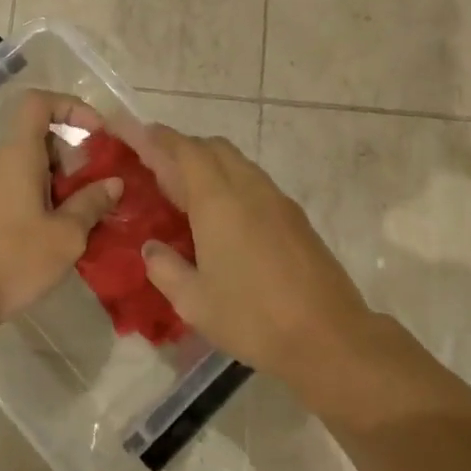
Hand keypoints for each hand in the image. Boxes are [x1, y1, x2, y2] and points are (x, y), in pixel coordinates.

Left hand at [0, 90, 120, 327]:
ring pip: (26, 168)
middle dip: (72, 158)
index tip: (97, 133)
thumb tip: (112, 183)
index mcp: (17, 156)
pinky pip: (12, 190)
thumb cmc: (13, 260)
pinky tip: (49, 237)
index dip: (71, 107)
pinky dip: (37, 200)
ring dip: (57, 184)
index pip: (38, 103)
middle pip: (37, 138)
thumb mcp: (66, 236)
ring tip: (78, 220)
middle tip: (94, 192)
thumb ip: (92, 203)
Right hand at [135, 126, 380, 399]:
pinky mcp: (296, 218)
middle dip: (186, 149)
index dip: (162, 139)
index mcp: (218, 202)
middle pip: (215, 148)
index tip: (143, 135)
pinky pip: (257, 184)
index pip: (185, 151)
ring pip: (240, 164)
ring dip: (213, 166)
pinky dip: (234, 184)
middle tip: (162, 170)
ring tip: (191, 196)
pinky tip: (227, 220)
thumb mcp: (193, 302)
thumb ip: (165, 269)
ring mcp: (278, 201)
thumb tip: (151, 248)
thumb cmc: (252, 317)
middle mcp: (249, 189)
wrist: (328, 335)